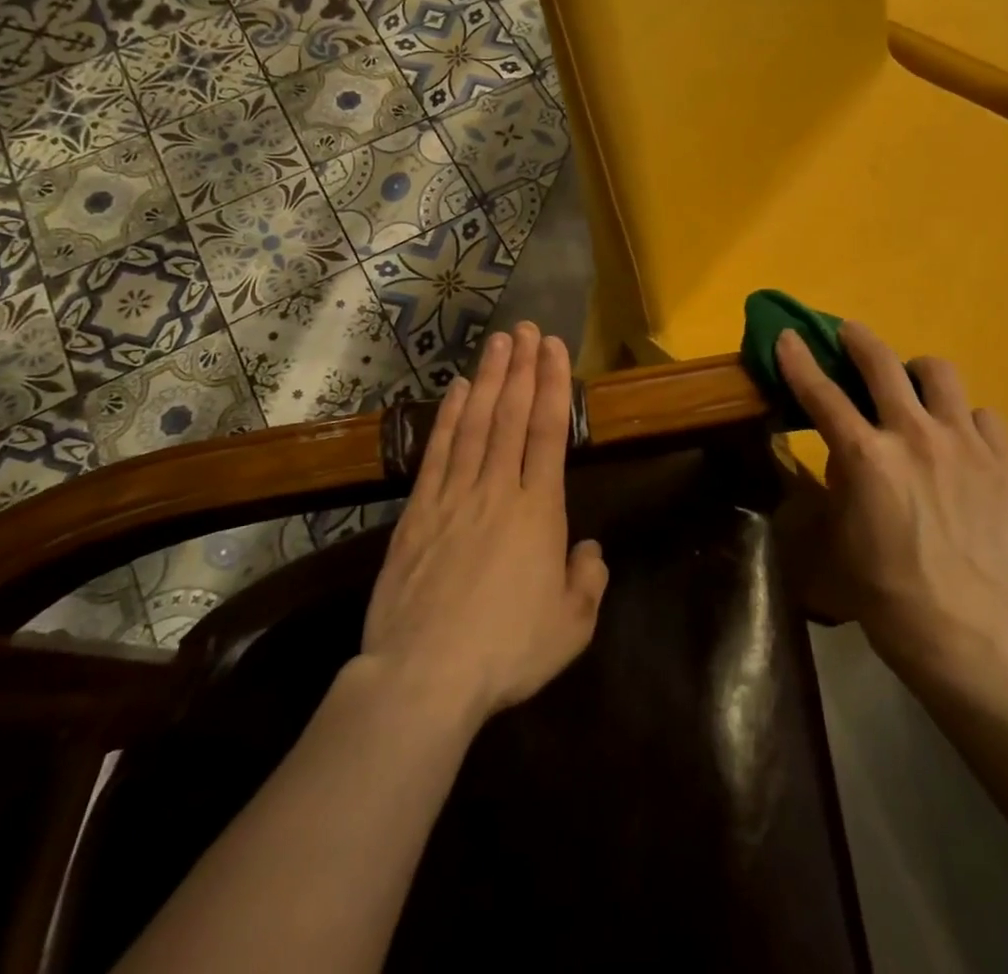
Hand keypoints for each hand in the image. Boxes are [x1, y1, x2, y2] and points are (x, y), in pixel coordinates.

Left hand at [358, 323, 608, 727]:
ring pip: (476, 424)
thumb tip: (589, 549)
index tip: (554, 348)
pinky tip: (458, 392)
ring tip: (497, 343)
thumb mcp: (571, 627)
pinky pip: (438, 454)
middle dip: (522, 369)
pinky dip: (449, 418)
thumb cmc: (506, 652)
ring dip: (489, 380)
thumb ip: (588, 580)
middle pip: (512, 416)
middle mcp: (498, 490)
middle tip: (526, 329)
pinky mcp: (418, 513)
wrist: (424, 677)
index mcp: (539, 511)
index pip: (550, 432)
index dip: (553, 385)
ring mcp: (454, 497)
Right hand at [777, 321, 1007, 696]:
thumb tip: (847, 455)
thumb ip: (839, 485)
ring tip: (913, 386)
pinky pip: (984, 415)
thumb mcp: (838, 540)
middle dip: (859, 340)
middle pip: (882, 363)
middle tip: (849, 334)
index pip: (822, 393)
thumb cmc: (888, 595)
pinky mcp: (1003, 462)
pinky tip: (960, 437)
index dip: (799, 361)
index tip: (788, 336)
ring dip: (917, 372)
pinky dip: (965, 417)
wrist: (970, 636)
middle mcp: (914, 435)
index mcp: (866, 457)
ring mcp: (964, 444)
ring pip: (940, 374)